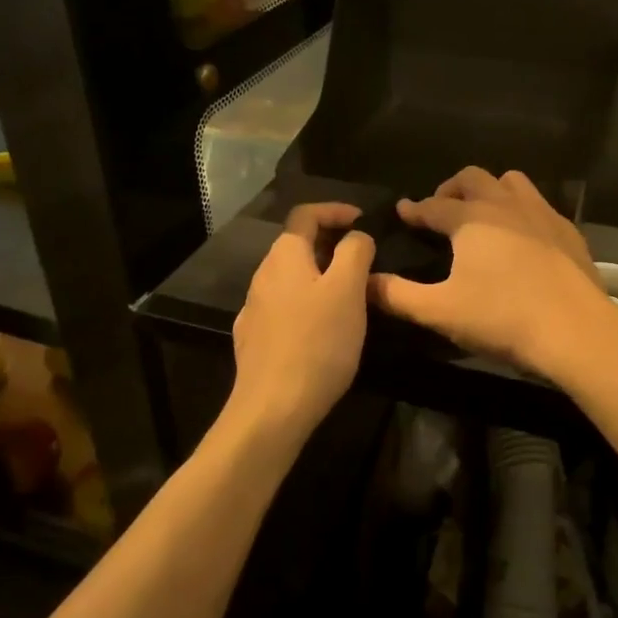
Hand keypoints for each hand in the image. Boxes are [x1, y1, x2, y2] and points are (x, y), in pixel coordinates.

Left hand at [230, 203, 374, 437]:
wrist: (274, 408)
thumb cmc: (317, 341)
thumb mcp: (348, 289)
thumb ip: (355, 252)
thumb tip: (356, 236)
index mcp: (284, 256)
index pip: (305, 214)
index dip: (334, 210)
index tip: (362, 220)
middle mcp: (263, 275)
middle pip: (297, 245)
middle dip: (330, 244)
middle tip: (363, 259)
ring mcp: (254, 309)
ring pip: (291, 278)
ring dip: (320, 275)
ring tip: (349, 294)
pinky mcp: (254, 339)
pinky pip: (284, 307)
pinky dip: (307, 303)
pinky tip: (322, 326)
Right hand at [368, 168, 617, 379]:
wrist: (576, 329)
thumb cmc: (503, 318)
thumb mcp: (441, 312)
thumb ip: (398, 296)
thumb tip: (365, 282)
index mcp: (470, 219)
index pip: (433, 206)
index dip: (414, 209)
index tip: (402, 211)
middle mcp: (504, 204)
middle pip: (472, 178)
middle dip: (450, 188)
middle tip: (440, 209)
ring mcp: (541, 213)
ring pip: (510, 181)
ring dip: (490, 189)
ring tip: (482, 212)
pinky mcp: (567, 229)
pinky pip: (539, 204)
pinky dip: (521, 209)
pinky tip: (522, 235)